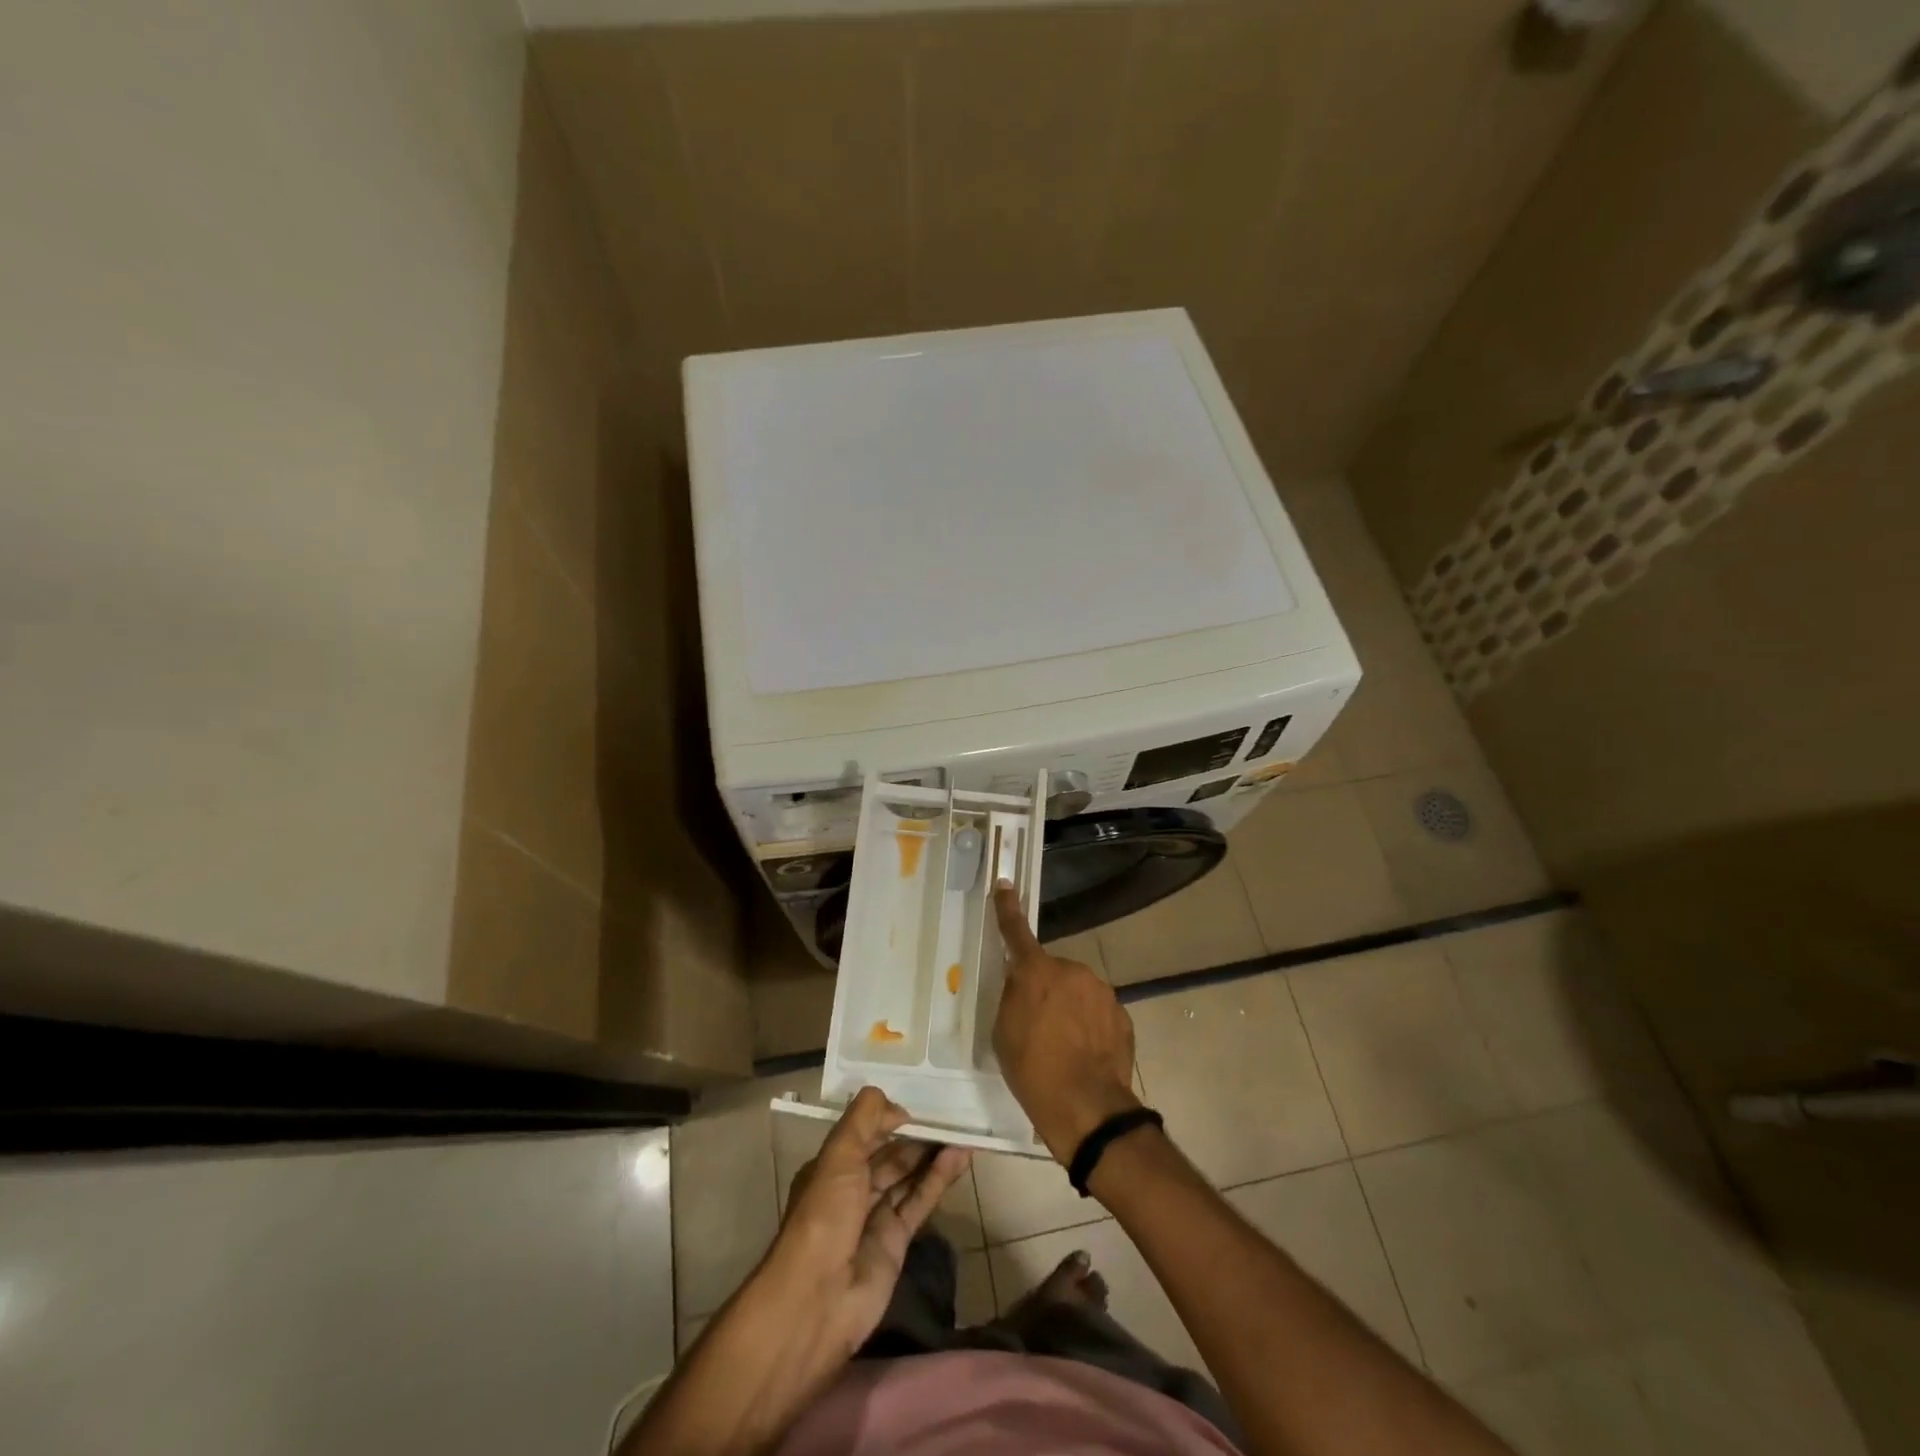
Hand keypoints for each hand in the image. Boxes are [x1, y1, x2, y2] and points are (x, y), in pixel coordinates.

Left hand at [765, 1087, 971, 1357]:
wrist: (818, 1299)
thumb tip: (897, 1106)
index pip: (864, 1134)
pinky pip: (920, 1202)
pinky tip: (960, 1158)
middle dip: (915, 1137)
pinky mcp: (896, 1242)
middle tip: (949, 1117)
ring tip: (963, 1133)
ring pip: (908, 1177)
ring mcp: (874, 1217)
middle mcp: (852, 1189)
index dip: (888, 1119)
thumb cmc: (823, 1215)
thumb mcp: (839, 1154)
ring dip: (932, 1155)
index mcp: (831, 1167)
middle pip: (889, 1155)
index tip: (917, 1106)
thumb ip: (865, 1119)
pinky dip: (939, 1180)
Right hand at [991, 882, 1142, 1162]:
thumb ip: (1013, 996)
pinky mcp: (1121, 1013)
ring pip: (1078, 991)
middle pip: (1052, 972)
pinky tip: (1085, 1053)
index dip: (1007, 908)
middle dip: (1045, 990)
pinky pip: (1098, 1011)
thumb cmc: (1033, 1069)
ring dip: (1070, 1008)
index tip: (1006, 884)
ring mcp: (1101, 991)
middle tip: (1038, 1026)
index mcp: (1036, 972)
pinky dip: (1090, 1026)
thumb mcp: (1004, 1031)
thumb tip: (1021, 982)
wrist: (1087, 1106)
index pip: (1016, 931)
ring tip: (1064, 1046)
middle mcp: (1071, 971)